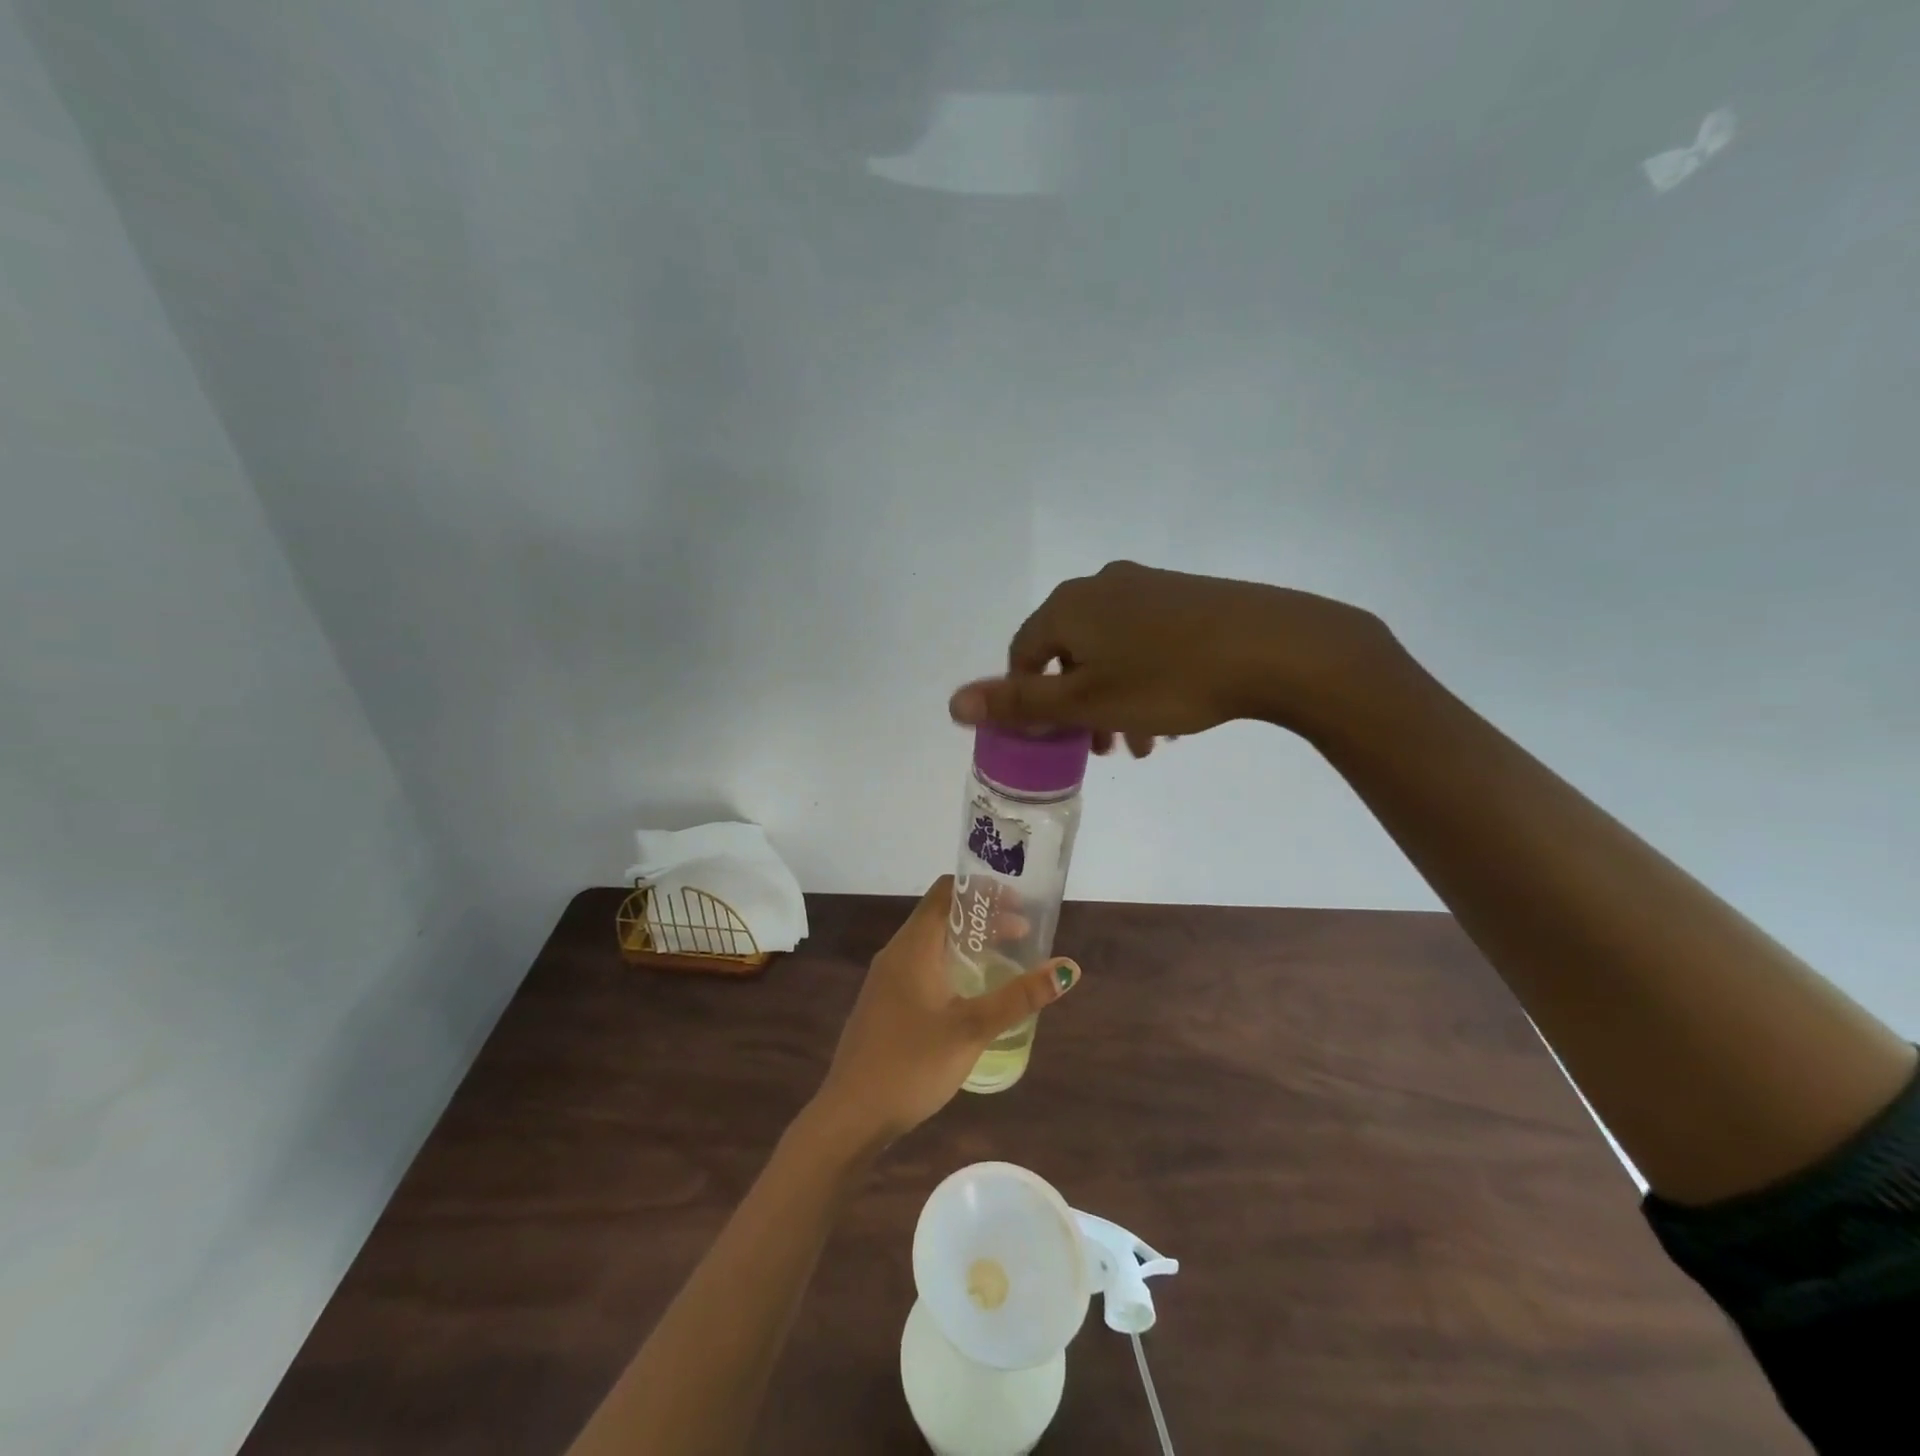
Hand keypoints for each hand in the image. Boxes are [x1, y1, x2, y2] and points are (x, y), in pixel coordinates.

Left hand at [812, 876, 1080, 1145]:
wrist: (851, 1115)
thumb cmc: (911, 1064)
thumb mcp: (972, 1029)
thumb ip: (1019, 998)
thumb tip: (1068, 968)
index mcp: (913, 946)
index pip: (945, 892)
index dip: (982, 889)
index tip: (1018, 901)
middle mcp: (896, 953)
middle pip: (941, 916)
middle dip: (983, 918)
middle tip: (1023, 932)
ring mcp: (887, 980)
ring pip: (932, 944)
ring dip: (968, 943)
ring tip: (1006, 958)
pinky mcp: (885, 1004)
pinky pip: (923, 967)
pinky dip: (952, 965)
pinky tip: (972, 993)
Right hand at [947, 560, 1398, 752]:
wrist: (1274, 647)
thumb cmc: (1167, 679)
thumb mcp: (1085, 701)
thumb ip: (1018, 702)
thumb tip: (953, 703)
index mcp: (1068, 606)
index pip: (1023, 653)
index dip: (1028, 699)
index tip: (1053, 737)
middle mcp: (1102, 586)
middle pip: (1069, 654)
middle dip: (1078, 707)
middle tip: (1100, 749)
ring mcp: (1148, 588)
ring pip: (1111, 653)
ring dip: (1113, 701)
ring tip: (1140, 745)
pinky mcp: (1187, 598)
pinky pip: (1146, 643)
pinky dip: (1144, 681)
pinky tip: (1171, 719)